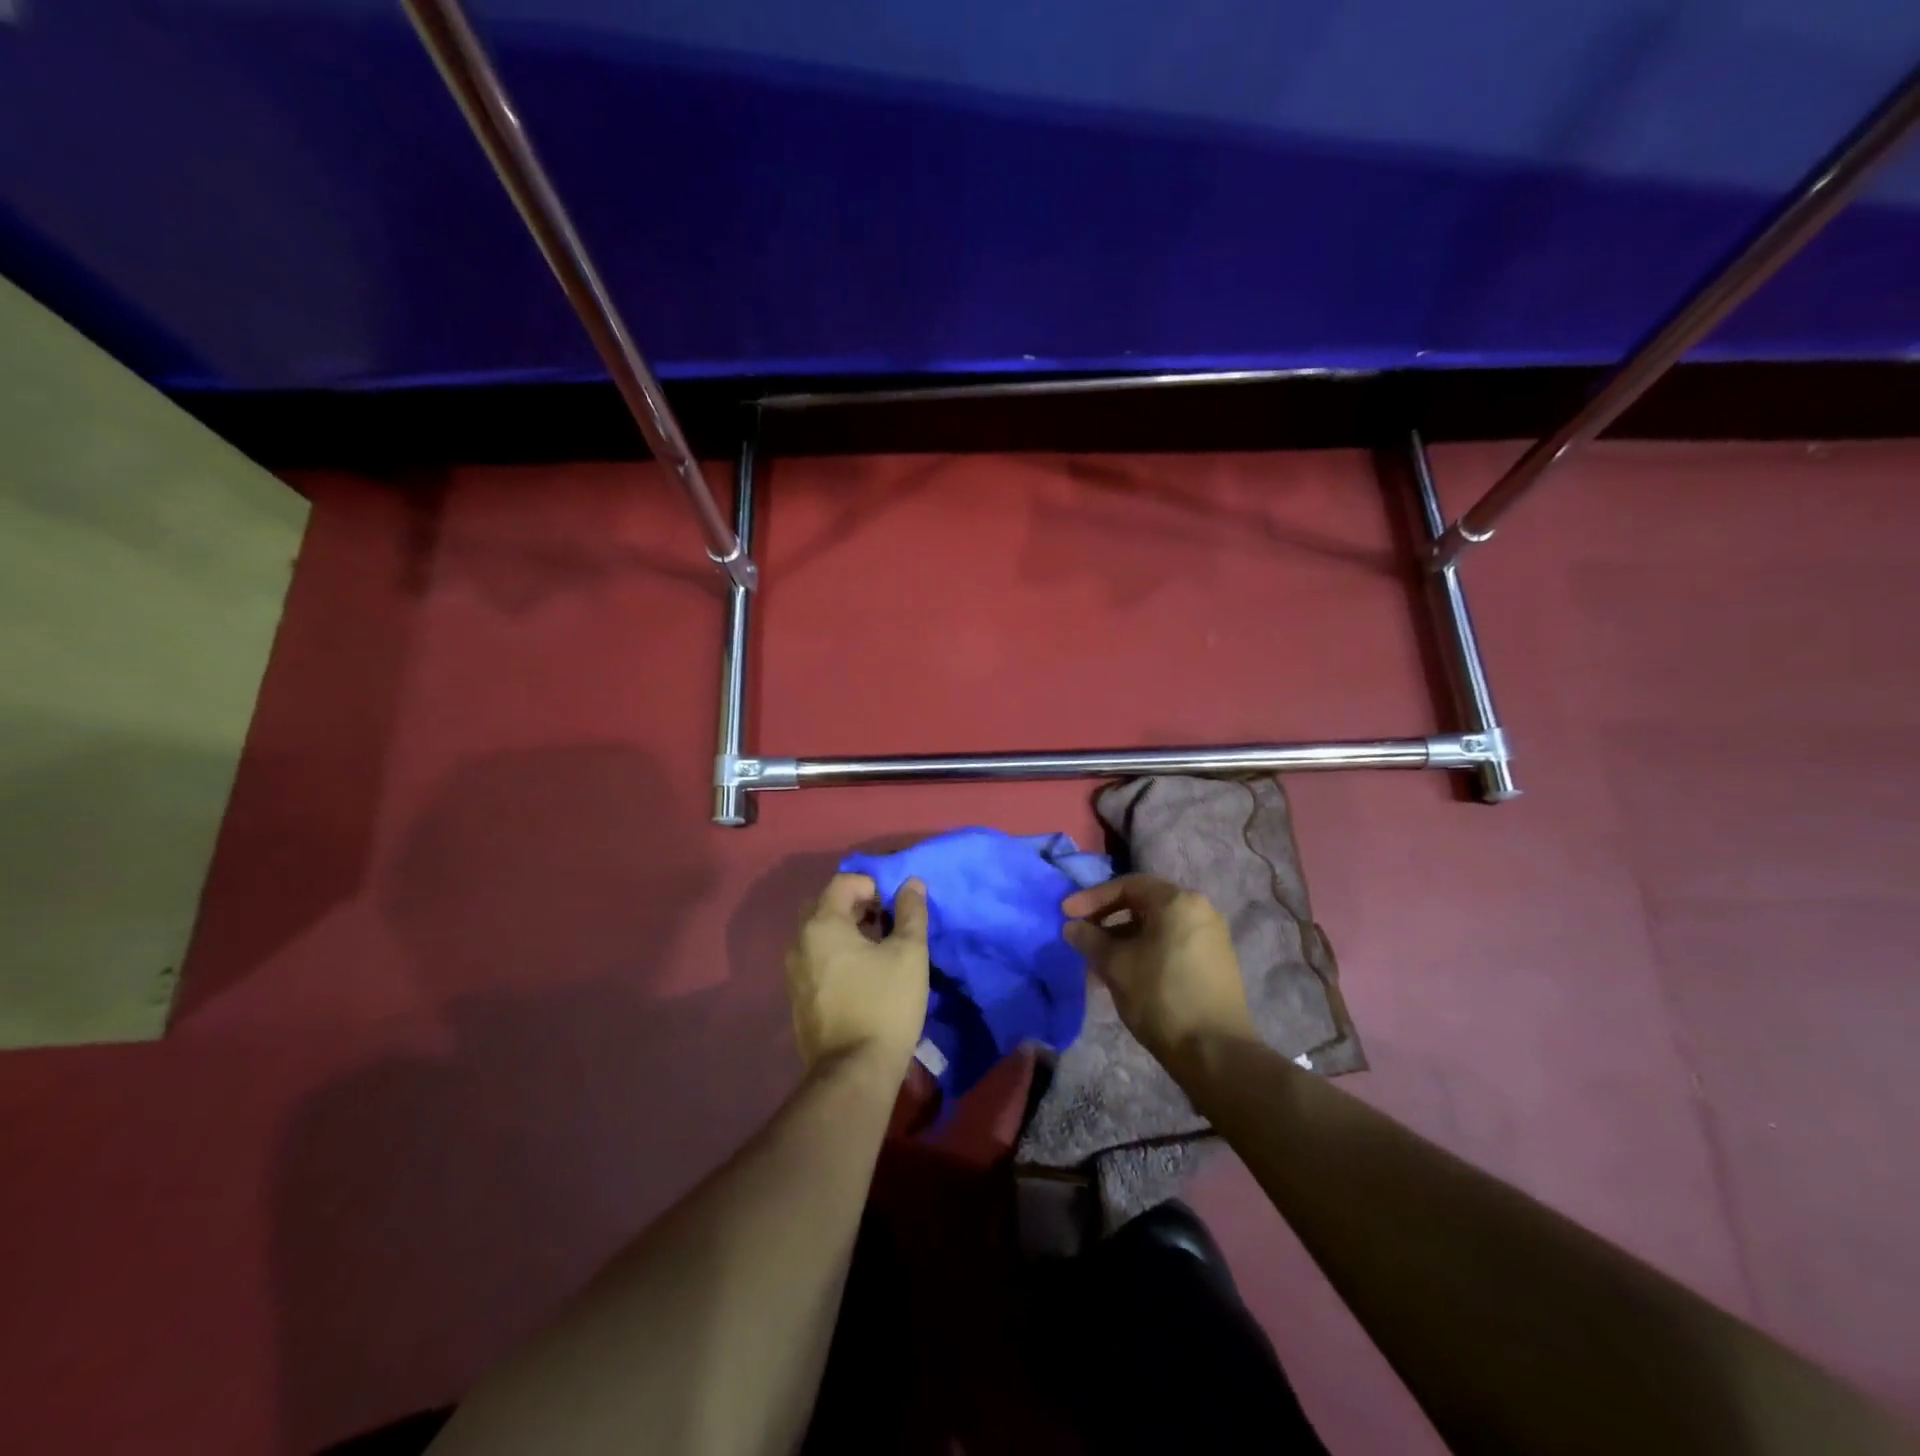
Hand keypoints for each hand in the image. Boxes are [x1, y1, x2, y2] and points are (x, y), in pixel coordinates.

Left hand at [785, 873, 930, 1080]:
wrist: (854, 1072)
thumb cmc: (885, 1004)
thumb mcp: (909, 953)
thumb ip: (911, 912)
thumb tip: (912, 883)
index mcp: (822, 924)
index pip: (843, 882)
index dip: (872, 884)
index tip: (895, 904)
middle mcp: (799, 943)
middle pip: (826, 906)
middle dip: (857, 906)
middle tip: (886, 922)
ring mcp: (794, 973)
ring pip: (819, 935)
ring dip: (847, 931)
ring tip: (878, 949)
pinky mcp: (797, 999)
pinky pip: (816, 961)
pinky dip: (837, 956)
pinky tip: (863, 976)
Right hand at [1063, 875, 1254, 1066]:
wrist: (1215, 1053)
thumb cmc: (1160, 996)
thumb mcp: (1116, 965)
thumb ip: (1090, 939)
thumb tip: (1073, 927)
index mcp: (1178, 901)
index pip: (1127, 886)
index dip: (1092, 898)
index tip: (1067, 915)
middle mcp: (1200, 910)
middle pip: (1144, 904)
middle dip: (1108, 920)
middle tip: (1082, 937)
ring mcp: (1212, 938)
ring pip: (1157, 928)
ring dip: (1124, 940)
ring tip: (1099, 964)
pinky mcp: (1216, 964)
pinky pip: (1172, 945)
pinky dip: (1145, 952)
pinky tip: (1127, 976)